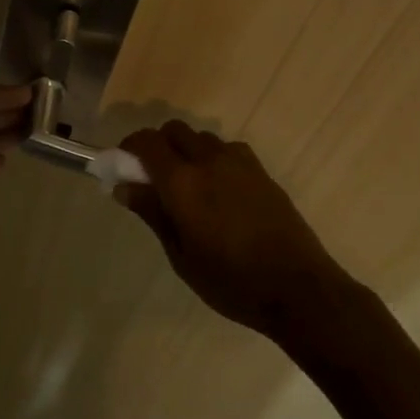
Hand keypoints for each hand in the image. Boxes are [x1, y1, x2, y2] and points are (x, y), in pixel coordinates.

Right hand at [117, 120, 351, 338]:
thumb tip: (123, 186)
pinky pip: (226, 149)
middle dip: (157, 145)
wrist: (298, 288)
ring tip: (186, 186)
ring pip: (201, 138)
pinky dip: (212, 158)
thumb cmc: (231, 281)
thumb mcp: (181, 256)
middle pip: (173, 130)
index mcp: (183, 182)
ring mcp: (238, 162)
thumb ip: (152, 213)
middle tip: (151, 177)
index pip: (146, 142)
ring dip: (185, 150)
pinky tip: (218, 189)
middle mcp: (209, 160)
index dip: (129, 148)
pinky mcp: (260, 170)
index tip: (121, 166)